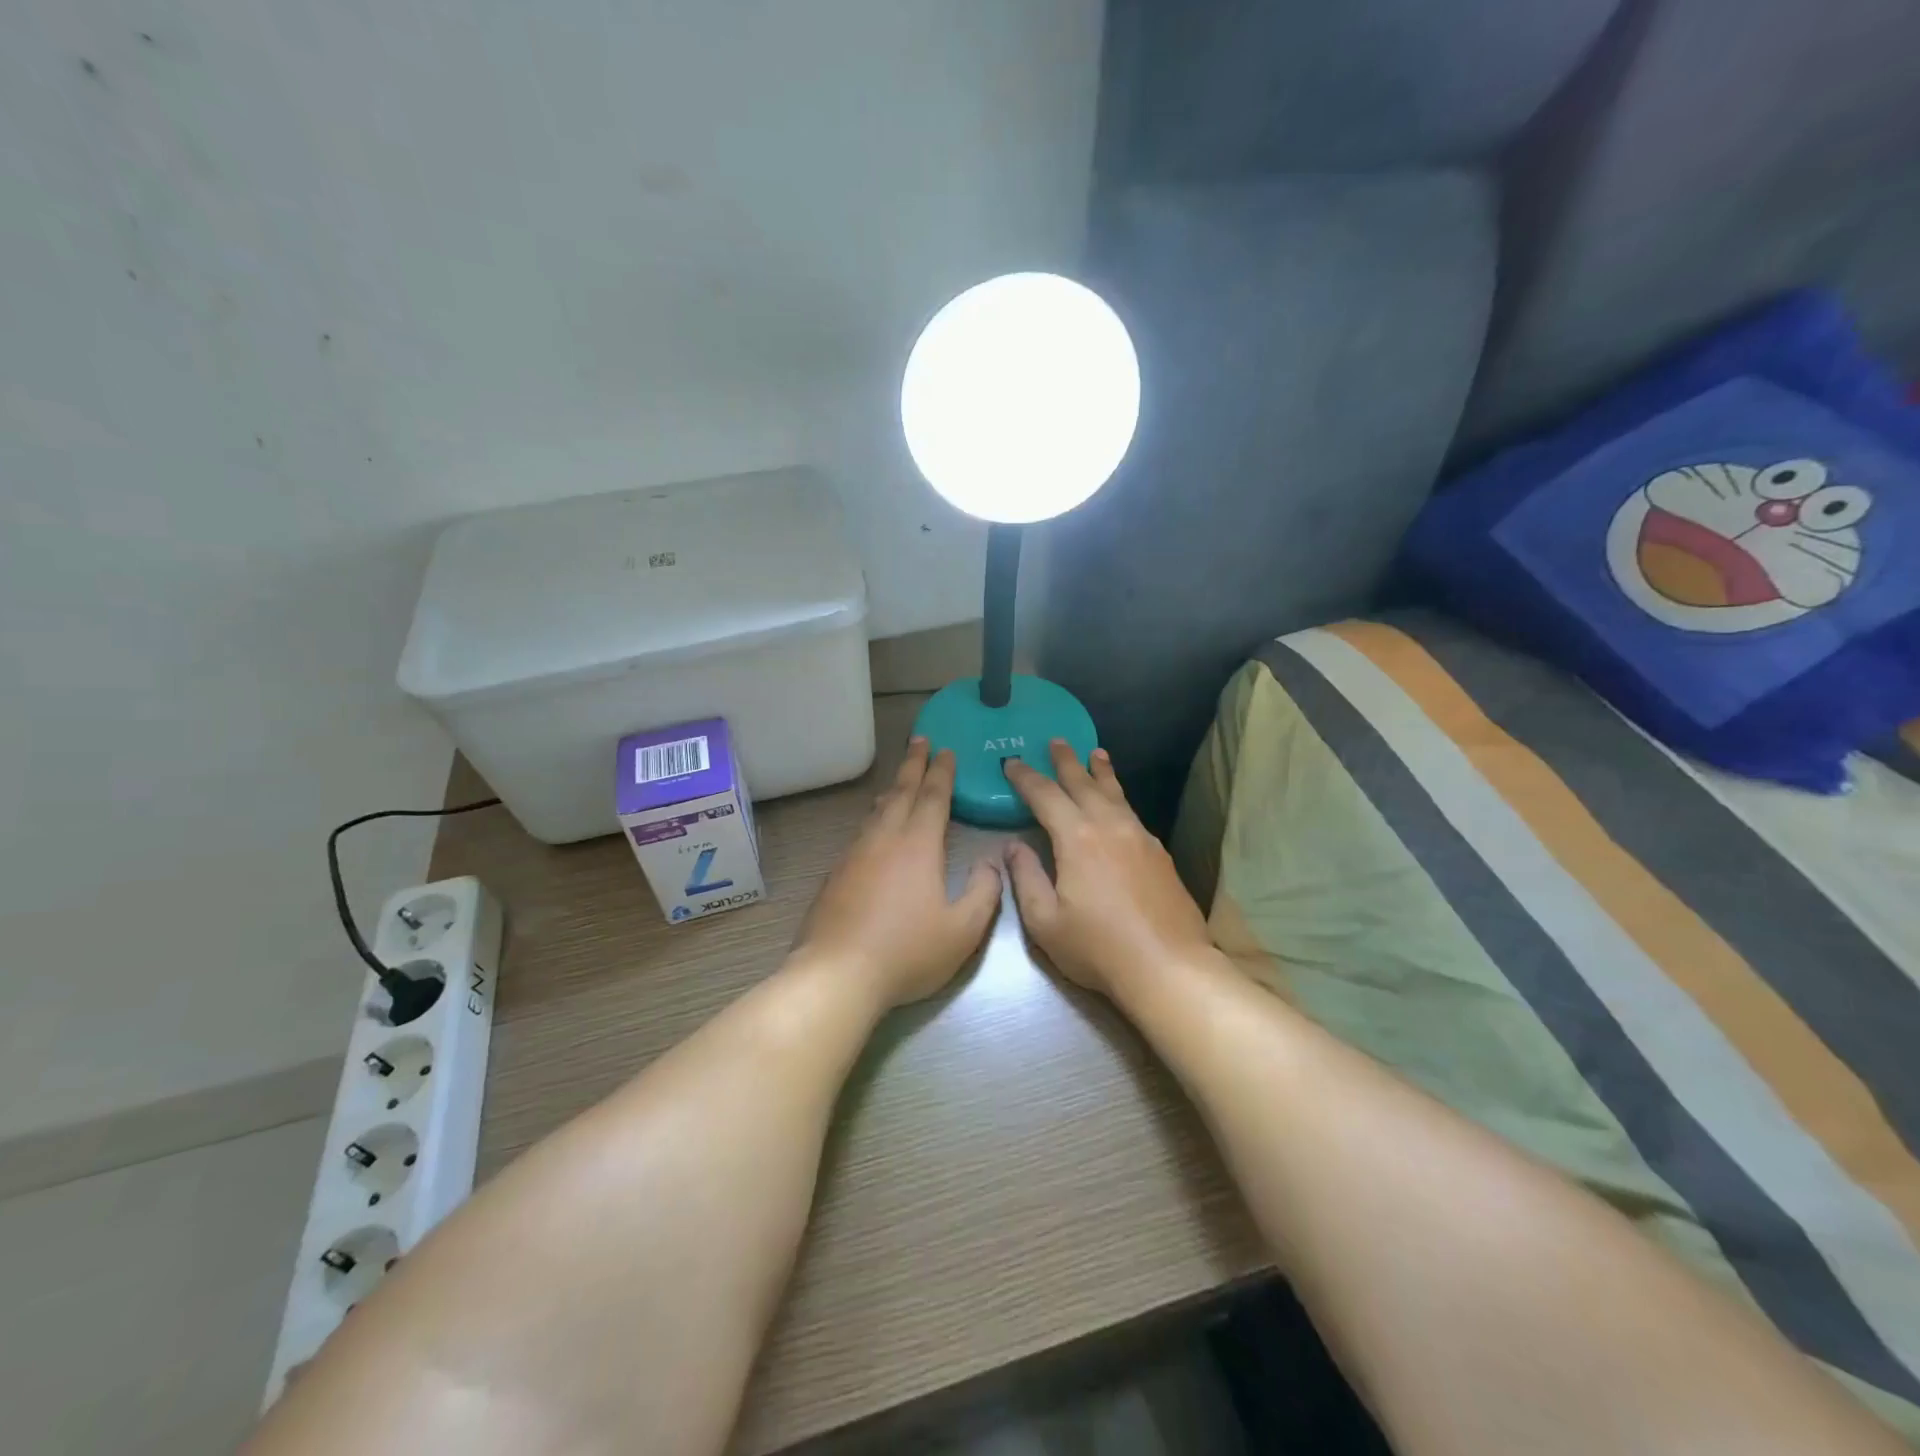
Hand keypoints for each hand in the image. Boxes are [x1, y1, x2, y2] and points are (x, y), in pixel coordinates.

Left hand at [790, 737, 1002, 1007]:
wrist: (837, 974)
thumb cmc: (907, 952)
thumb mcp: (963, 930)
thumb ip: (984, 892)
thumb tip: (990, 862)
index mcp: (917, 845)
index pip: (932, 797)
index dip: (942, 772)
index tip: (946, 750)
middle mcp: (884, 839)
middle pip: (900, 792)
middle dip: (913, 765)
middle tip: (920, 741)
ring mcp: (855, 854)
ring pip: (877, 811)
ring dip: (892, 790)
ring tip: (900, 780)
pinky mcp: (835, 874)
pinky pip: (861, 832)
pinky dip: (874, 818)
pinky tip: (875, 830)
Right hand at [1004, 741, 1215, 1000]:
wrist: (1168, 967)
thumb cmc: (1098, 947)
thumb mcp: (1045, 921)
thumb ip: (1025, 878)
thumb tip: (1012, 846)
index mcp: (1077, 837)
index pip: (1045, 795)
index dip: (1025, 777)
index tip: (1011, 762)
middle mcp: (1109, 825)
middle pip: (1083, 783)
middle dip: (1066, 761)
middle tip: (1056, 740)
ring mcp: (1140, 837)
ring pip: (1115, 793)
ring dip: (1100, 772)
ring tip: (1095, 753)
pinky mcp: (1159, 853)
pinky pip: (1132, 812)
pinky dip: (1119, 797)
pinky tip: (1118, 804)